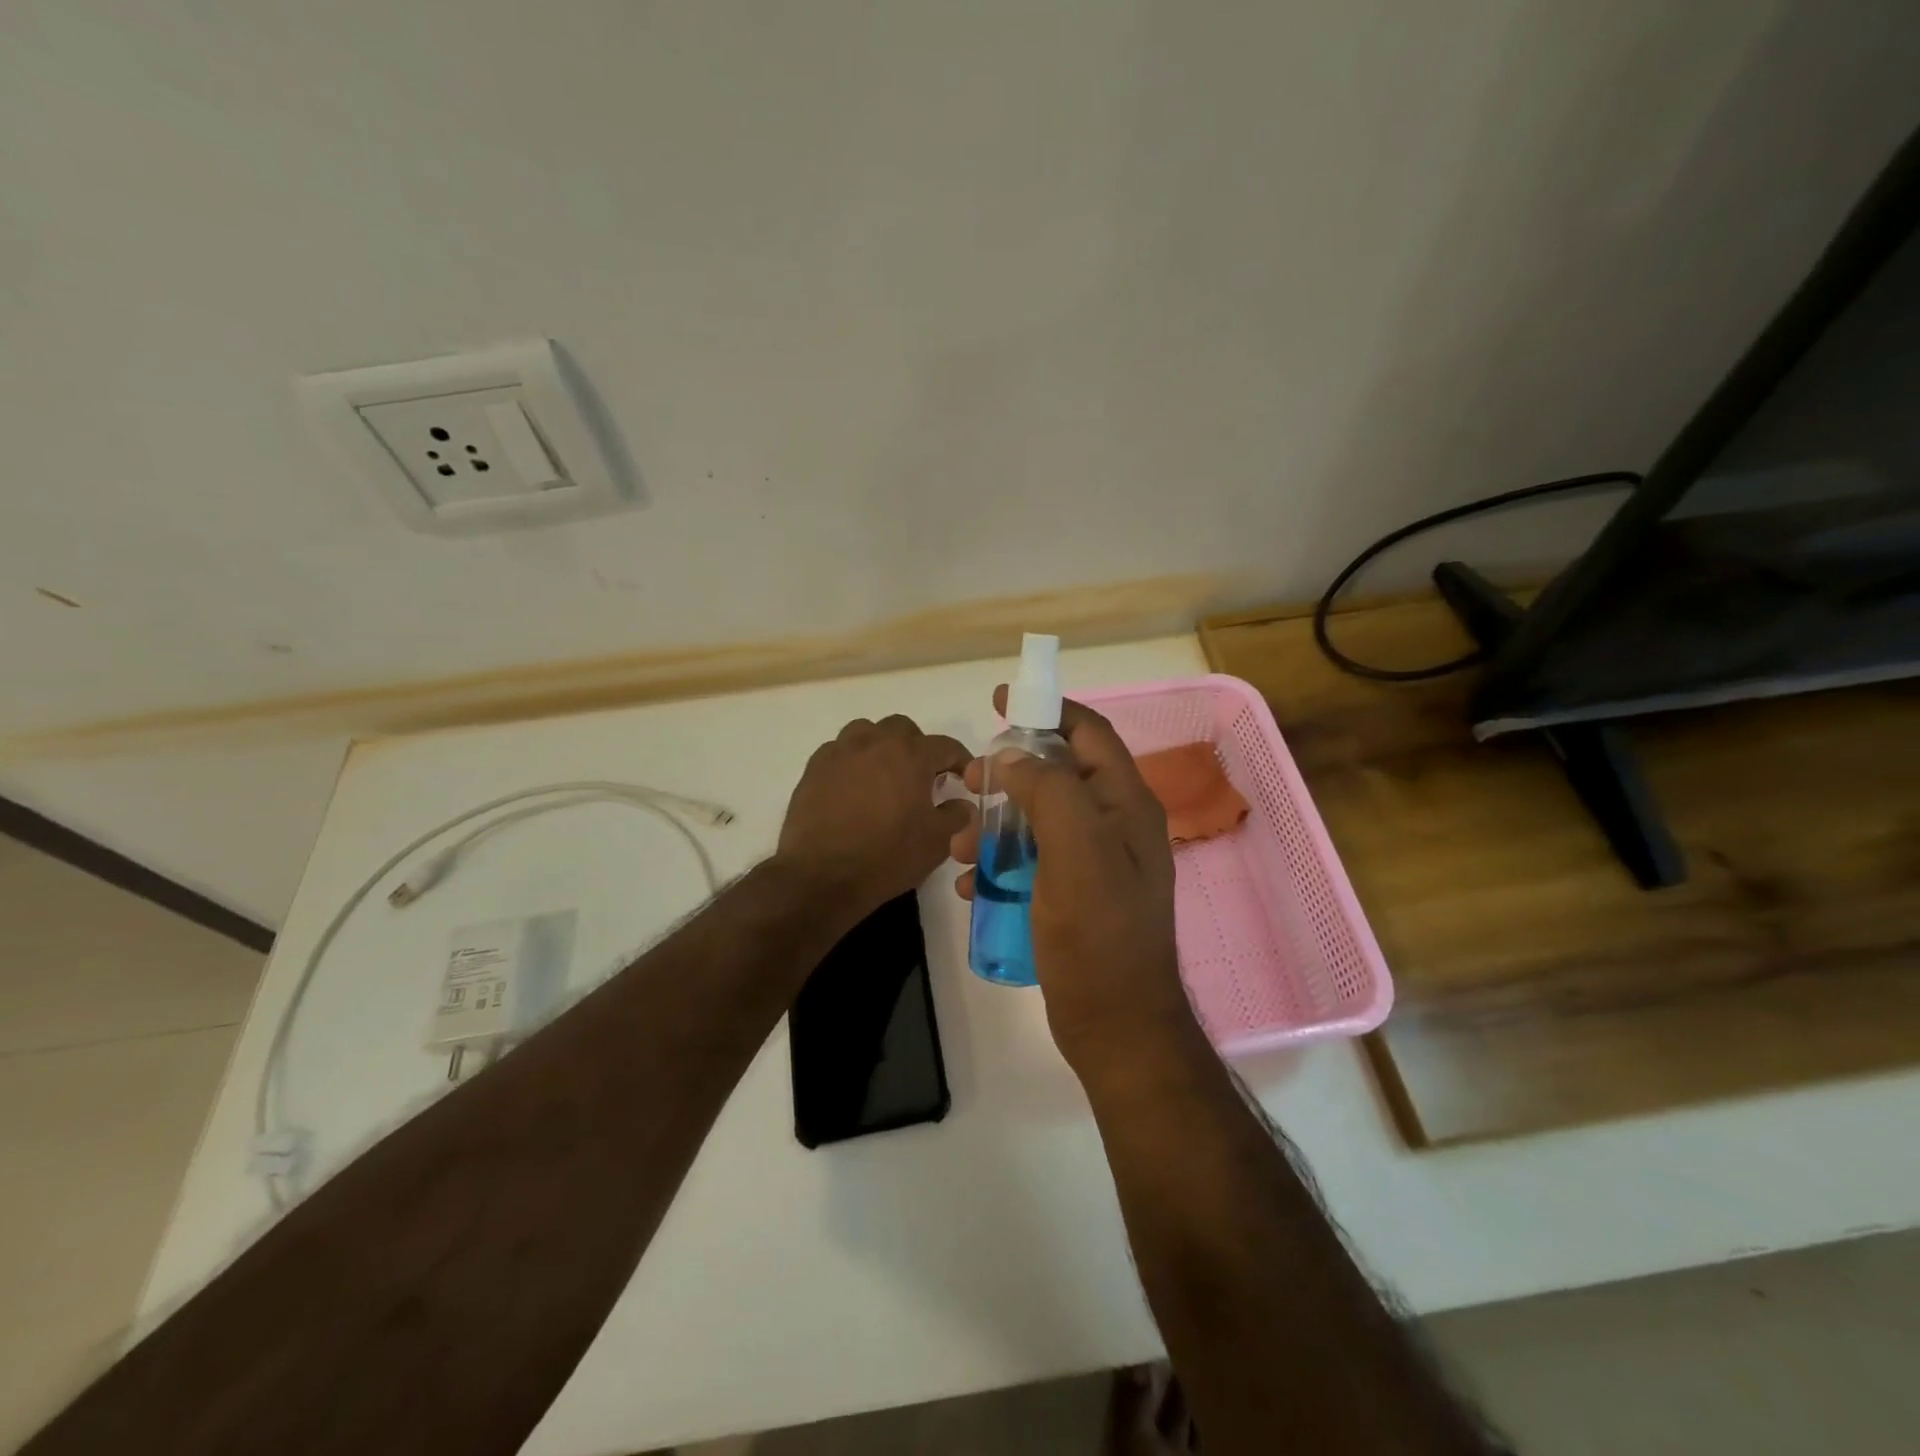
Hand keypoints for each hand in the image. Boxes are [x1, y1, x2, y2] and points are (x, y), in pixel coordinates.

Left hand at [779, 714, 973, 921]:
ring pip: (867, 732)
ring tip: (884, 775)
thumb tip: (961, 804)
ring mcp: (841, 752)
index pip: (946, 746)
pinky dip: (852, 761)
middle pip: (903, 729)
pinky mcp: (814, 767)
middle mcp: (876, 742)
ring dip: (881, 747)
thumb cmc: (886, 857)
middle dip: (917, 747)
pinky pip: (839, 751)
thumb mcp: (936, 842)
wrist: (821, 875)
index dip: (960, 760)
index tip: (964, 777)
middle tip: (921, 777)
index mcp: (911, 755)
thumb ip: (956, 816)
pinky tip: (852, 787)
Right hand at [952, 688, 1198, 1072]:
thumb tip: (1014, 759)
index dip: (1048, 708)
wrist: (1115, 1026)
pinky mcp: (1072, 896)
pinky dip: (998, 864)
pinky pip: (1030, 862)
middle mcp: (1113, 826)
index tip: (1000, 700)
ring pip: (1036, 820)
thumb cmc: (1098, 935)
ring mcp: (1093, 863)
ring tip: (956, 845)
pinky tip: (972, 886)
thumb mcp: (1077, 851)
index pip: (1089, 733)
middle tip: (966, 781)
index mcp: (1125, 805)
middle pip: (1056, 775)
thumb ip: (1050, 791)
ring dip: (994, 824)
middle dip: (1008, 774)